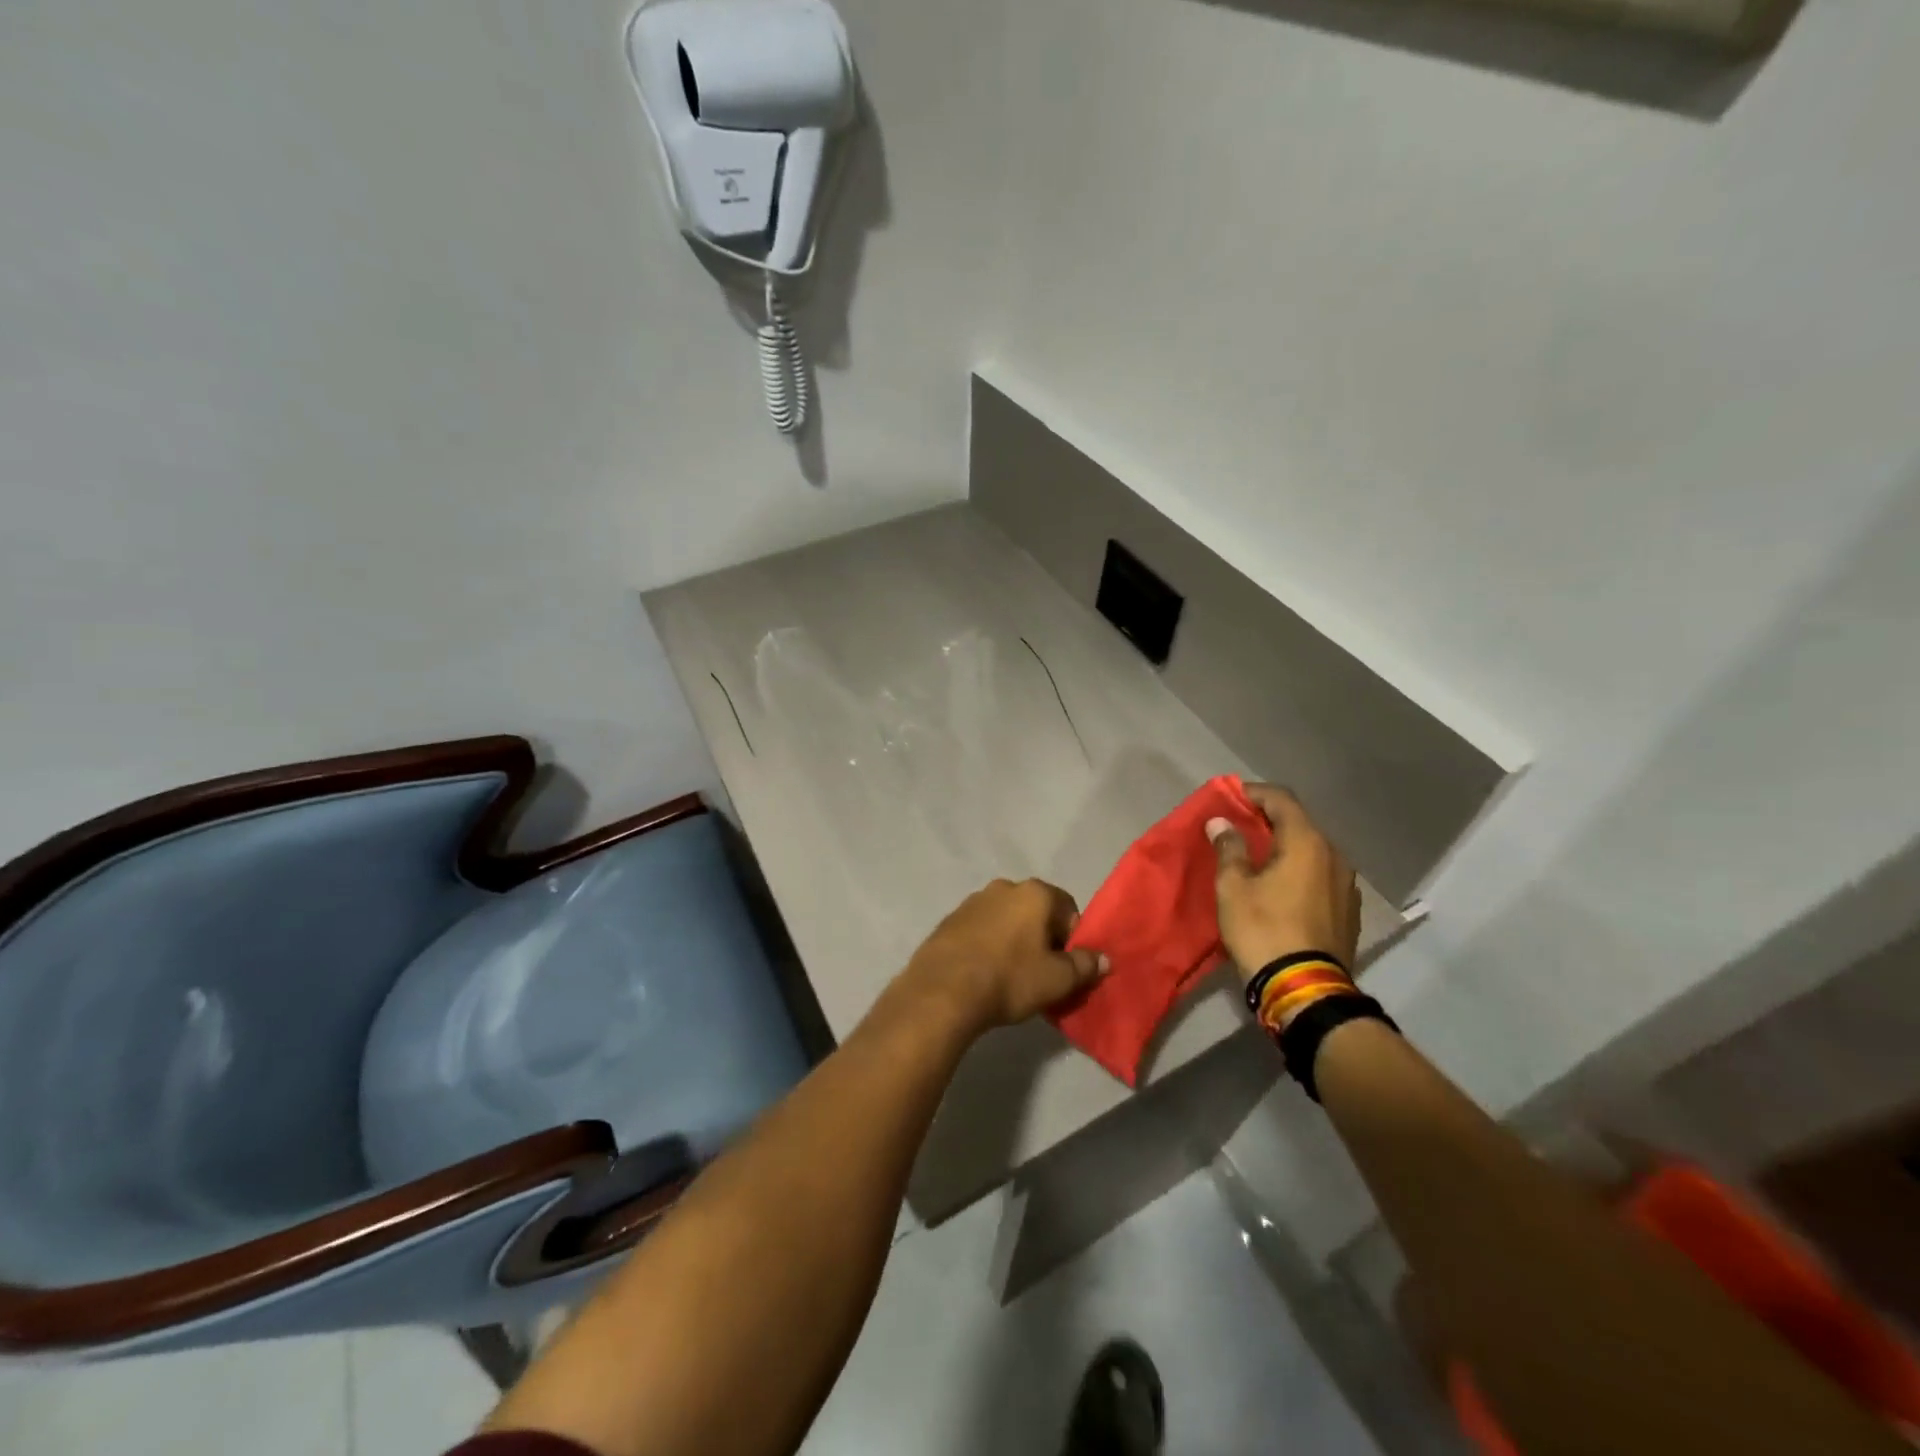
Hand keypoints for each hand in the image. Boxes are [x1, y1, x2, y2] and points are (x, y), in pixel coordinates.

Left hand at [899, 878, 1107, 1035]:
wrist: (942, 991)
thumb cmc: (1009, 979)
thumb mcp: (1057, 979)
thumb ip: (1085, 966)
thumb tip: (1103, 958)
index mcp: (1035, 893)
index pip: (1068, 909)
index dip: (1072, 939)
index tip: (1066, 967)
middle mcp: (1004, 887)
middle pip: (1036, 912)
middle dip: (1043, 938)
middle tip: (1041, 974)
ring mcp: (973, 901)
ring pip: (1006, 919)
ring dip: (1014, 940)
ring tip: (1010, 976)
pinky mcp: (949, 919)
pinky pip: (981, 929)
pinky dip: (988, 945)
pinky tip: (984, 973)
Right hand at [1207, 784, 1361, 980]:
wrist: (1305, 989)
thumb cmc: (1263, 929)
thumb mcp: (1233, 887)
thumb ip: (1228, 848)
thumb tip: (1220, 821)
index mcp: (1307, 842)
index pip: (1281, 799)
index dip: (1253, 793)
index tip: (1230, 798)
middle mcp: (1334, 855)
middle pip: (1299, 823)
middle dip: (1268, 821)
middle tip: (1238, 828)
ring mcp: (1347, 884)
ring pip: (1312, 851)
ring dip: (1285, 848)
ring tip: (1258, 859)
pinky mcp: (1349, 910)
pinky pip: (1320, 876)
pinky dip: (1299, 871)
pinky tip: (1281, 888)